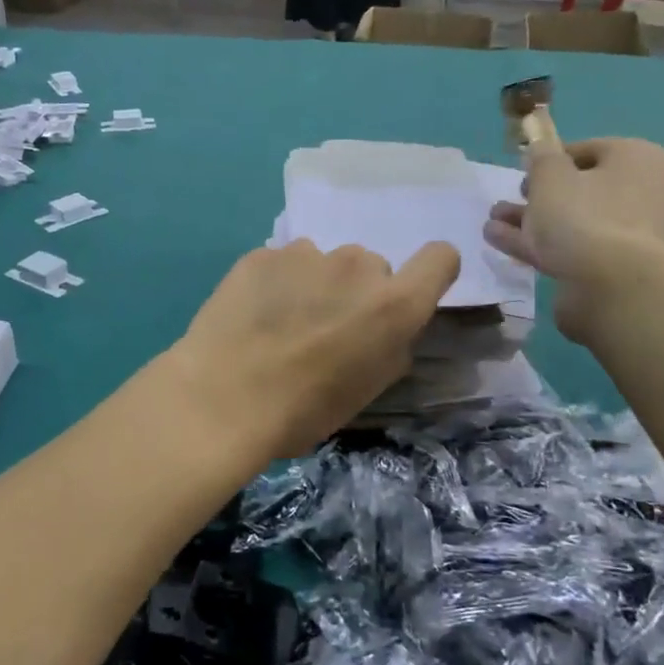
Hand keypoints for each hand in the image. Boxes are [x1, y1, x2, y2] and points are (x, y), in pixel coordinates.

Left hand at [161, 240, 460, 456]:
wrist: (222, 400)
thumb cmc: (303, 411)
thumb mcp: (367, 390)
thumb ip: (390, 345)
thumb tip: (384, 327)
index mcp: (394, 304)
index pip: (441, 258)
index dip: (430, 273)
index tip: (405, 295)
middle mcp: (357, 265)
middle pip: (371, 267)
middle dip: (356, 292)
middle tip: (324, 329)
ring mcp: (306, 253)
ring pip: (323, 263)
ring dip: (313, 285)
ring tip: (280, 324)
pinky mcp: (262, 254)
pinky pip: (281, 264)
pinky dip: (274, 283)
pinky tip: (251, 316)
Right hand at [484, 138, 663, 338]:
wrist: (608, 284)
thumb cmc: (582, 214)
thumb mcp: (550, 175)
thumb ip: (541, 157)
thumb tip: (540, 149)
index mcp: (640, 160)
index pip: (590, 150)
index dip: (552, 159)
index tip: (524, 171)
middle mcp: (646, 193)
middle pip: (583, 189)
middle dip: (539, 195)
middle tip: (510, 199)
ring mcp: (633, 234)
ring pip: (575, 220)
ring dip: (531, 220)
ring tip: (493, 222)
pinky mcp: (616, 267)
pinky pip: (573, 247)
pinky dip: (538, 243)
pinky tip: (500, 242)